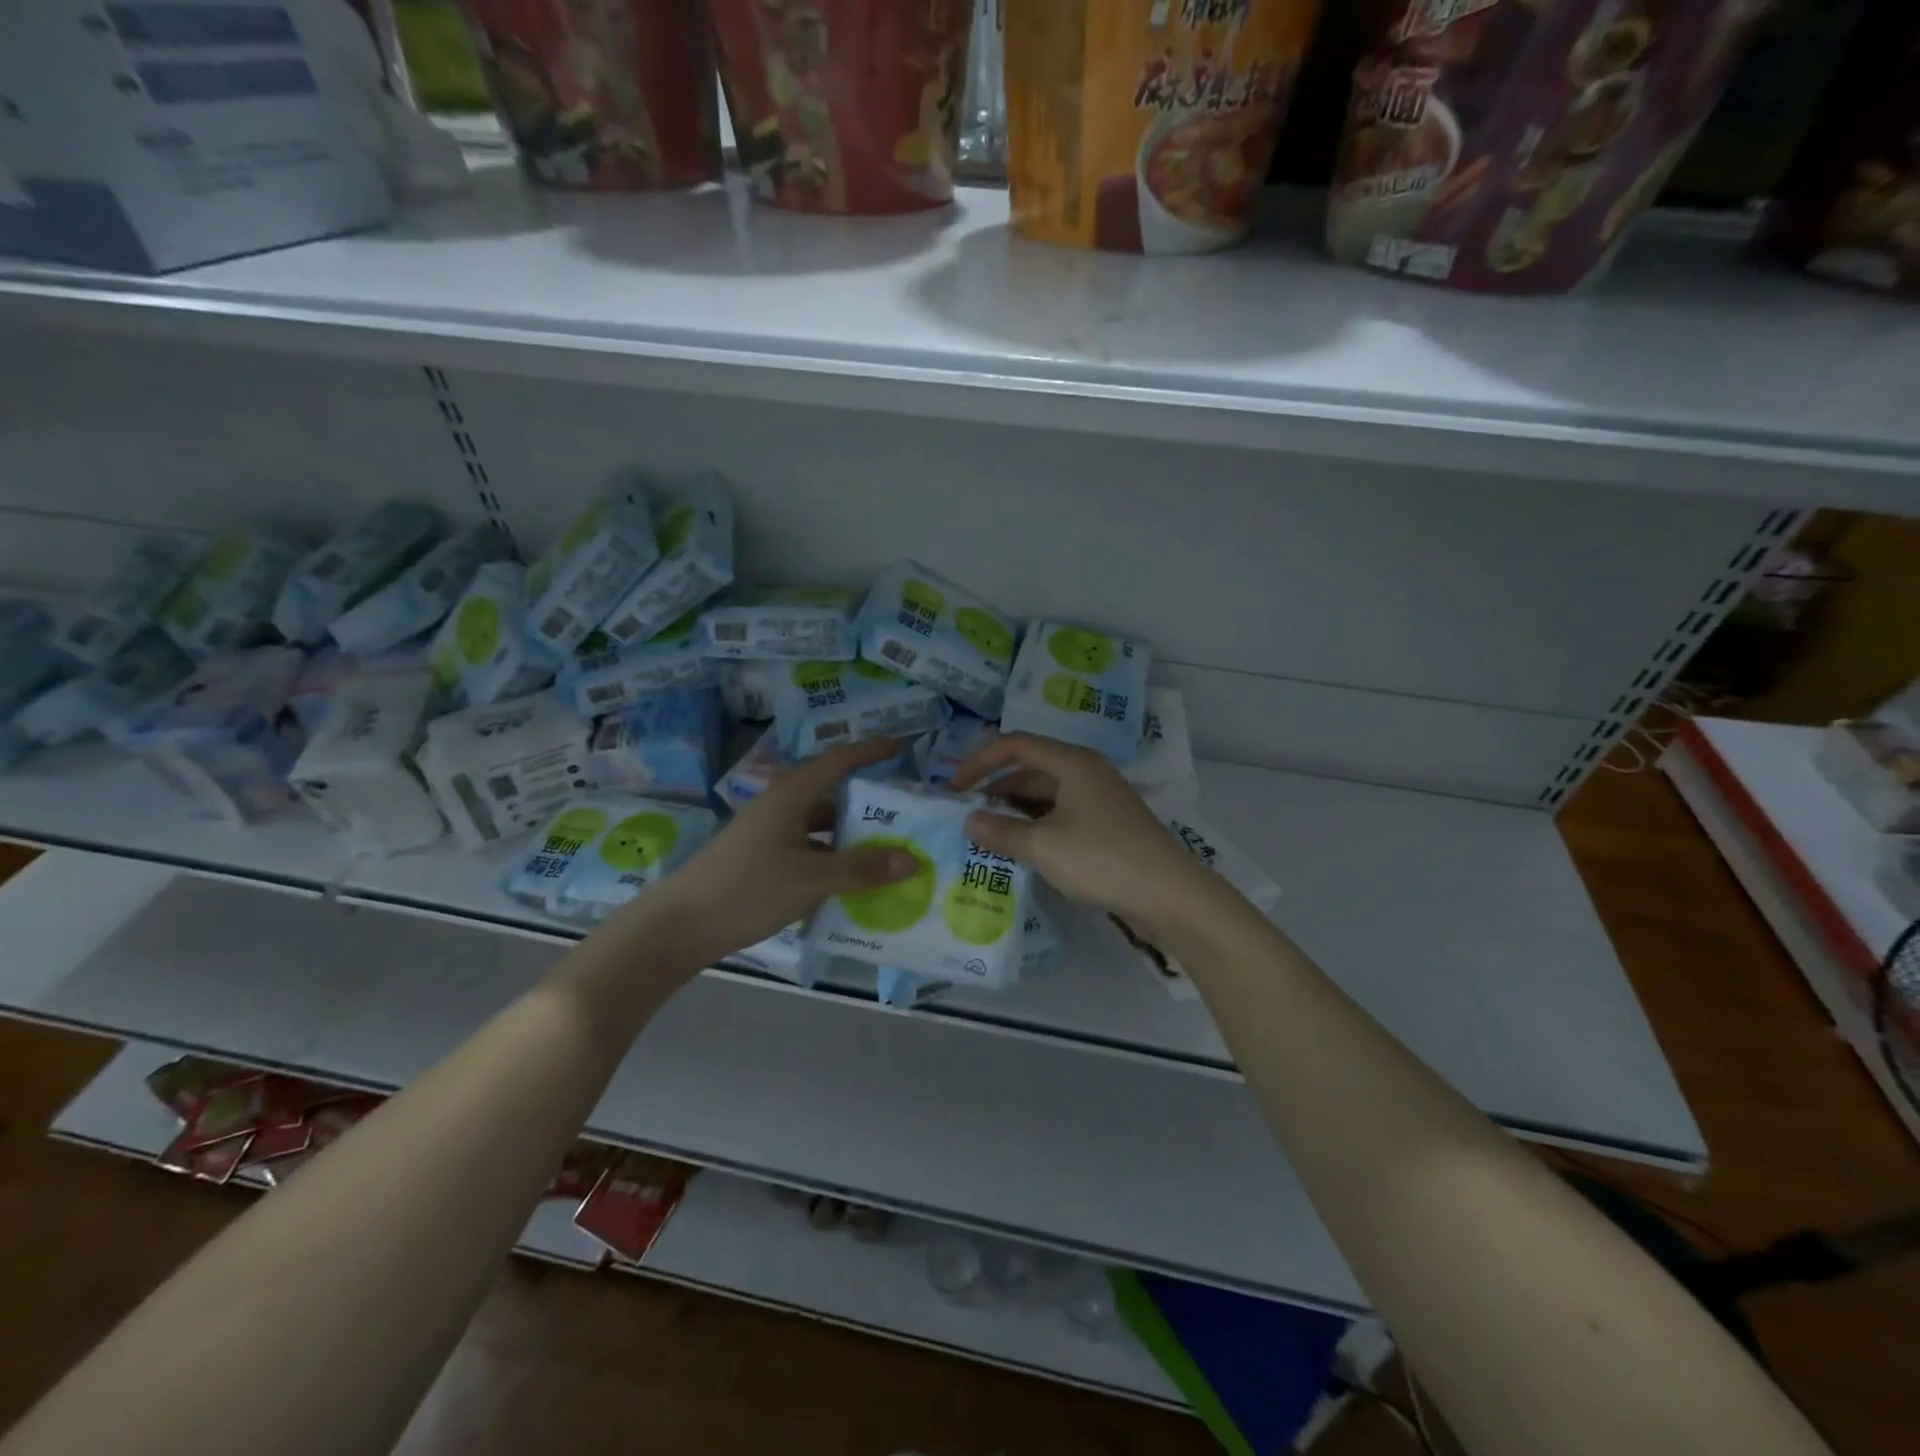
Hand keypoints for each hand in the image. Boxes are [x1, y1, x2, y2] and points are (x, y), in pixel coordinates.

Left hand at [637, 739, 920, 966]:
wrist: (680, 927)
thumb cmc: (747, 889)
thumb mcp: (811, 879)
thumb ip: (861, 869)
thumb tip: (912, 860)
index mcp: (791, 796)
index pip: (839, 761)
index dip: (871, 752)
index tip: (902, 748)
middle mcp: (781, 808)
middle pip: (833, 797)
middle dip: (869, 806)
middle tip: (908, 816)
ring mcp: (770, 835)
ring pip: (821, 829)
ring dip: (852, 840)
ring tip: (889, 855)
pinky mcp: (763, 861)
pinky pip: (809, 853)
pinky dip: (833, 862)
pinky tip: (853, 885)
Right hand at [950, 733, 1224, 941]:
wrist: (1169, 894)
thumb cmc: (1102, 859)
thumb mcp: (1044, 846)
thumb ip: (1002, 831)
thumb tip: (969, 821)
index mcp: (1072, 763)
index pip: (1015, 745)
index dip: (979, 762)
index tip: (954, 789)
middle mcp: (1085, 772)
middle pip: (1030, 769)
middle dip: (995, 790)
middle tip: (966, 817)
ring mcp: (1097, 799)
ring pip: (1044, 795)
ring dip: (1014, 811)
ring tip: (986, 836)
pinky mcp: (1105, 825)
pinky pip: (1059, 815)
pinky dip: (1035, 827)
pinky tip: (1019, 849)